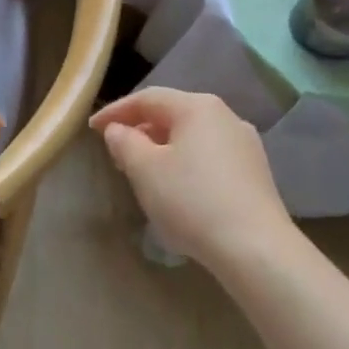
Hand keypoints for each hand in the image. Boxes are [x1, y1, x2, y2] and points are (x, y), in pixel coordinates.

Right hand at [90, 88, 290, 272]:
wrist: (256, 249)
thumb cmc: (192, 200)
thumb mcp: (145, 170)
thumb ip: (125, 142)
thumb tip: (119, 130)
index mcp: (197, 107)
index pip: (147, 99)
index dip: (116, 111)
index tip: (92, 128)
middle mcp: (225, 116)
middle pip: (173, 115)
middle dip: (140, 130)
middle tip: (116, 152)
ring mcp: (245, 144)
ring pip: (192, 136)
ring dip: (163, 148)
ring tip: (143, 172)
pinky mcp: (255, 173)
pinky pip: (210, 157)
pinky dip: (186, 163)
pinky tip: (177, 188)